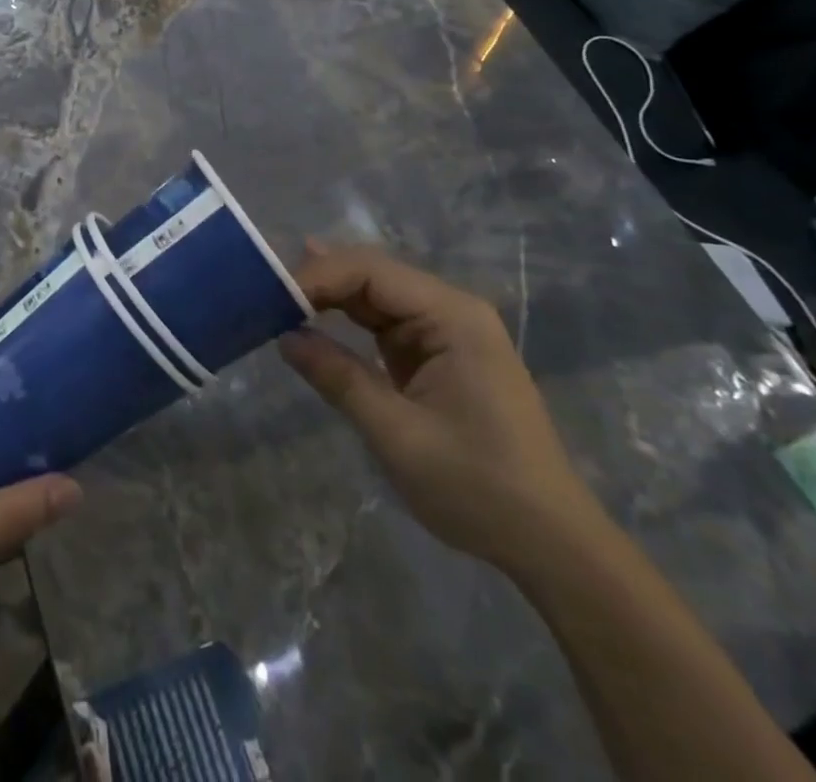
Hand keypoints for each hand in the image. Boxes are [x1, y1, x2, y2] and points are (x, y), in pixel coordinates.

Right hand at [278, 243, 603, 571]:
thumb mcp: (397, 435)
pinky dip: (347, 320)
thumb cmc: (479, 487)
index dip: (317, 277)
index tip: (270, 298)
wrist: (552, 544)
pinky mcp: (439, 354)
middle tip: (263, 291)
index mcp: (452, 316)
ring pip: (375, 295)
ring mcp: (446, 331)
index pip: (370, 271)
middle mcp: (451, 310)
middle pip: (372, 275)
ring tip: (276, 294)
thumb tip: (284, 337)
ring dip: (329, 297)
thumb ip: (338, 377)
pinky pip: (384, 323)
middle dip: (319, 280)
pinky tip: (313, 313)